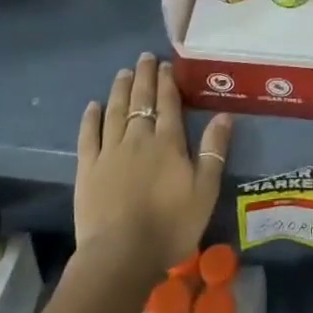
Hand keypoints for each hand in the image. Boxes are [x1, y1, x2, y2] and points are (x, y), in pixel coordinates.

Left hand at [75, 53, 232, 276]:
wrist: (121, 256)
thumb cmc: (170, 226)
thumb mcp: (205, 191)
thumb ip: (214, 151)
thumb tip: (224, 115)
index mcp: (168, 142)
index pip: (168, 102)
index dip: (167, 81)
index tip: (165, 64)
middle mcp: (138, 137)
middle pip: (141, 99)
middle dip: (144, 76)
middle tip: (144, 57)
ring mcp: (110, 151)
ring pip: (115, 111)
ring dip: (120, 89)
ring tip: (123, 72)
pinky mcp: (87, 168)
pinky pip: (88, 136)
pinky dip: (90, 118)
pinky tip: (93, 105)